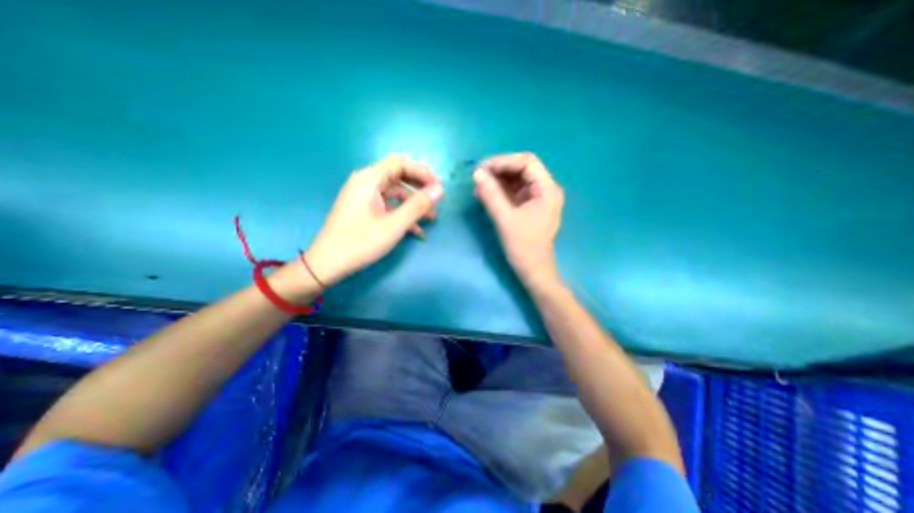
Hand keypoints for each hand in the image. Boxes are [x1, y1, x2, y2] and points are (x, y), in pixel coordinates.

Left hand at [302, 155, 442, 286]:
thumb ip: (418, 206)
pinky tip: (416, 230)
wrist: (327, 264)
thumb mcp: (394, 225)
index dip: (422, 172)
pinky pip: (388, 204)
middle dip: (420, 187)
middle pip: (398, 176)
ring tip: (431, 218)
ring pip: (395, 192)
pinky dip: (402, 213)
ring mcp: (364, 196)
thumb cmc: (360, 243)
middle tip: (436, 200)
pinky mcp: (364, 209)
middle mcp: (365, 182)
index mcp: (368, 179)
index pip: (400, 163)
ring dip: (413, 203)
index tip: (438, 187)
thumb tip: (439, 190)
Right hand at [471, 151, 565, 287]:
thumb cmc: (523, 247)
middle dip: (499, 170)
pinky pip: (513, 191)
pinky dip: (499, 190)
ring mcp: (537, 198)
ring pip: (516, 179)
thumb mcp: (505, 219)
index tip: (482, 168)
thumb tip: (476, 173)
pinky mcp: (529, 206)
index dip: (504, 161)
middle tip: (478, 175)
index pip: (527, 162)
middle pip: (522, 168)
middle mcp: (545, 189)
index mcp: (547, 189)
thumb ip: (491, 194)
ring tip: (478, 185)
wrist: (533, 270)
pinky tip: (484, 193)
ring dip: (497, 180)